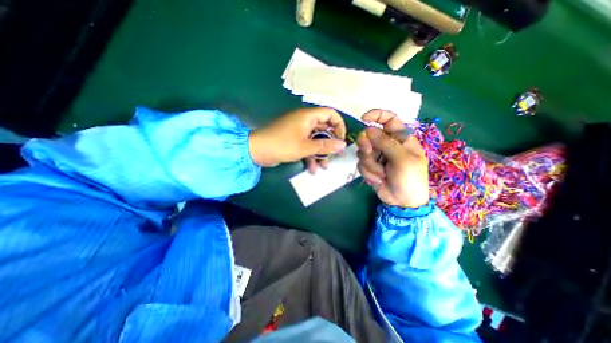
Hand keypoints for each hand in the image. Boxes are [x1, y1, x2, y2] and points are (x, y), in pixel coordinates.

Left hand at [246, 108, 342, 169]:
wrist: (257, 151)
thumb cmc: (282, 145)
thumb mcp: (306, 147)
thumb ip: (325, 146)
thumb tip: (343, 145)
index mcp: (308, 116)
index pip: (330, 114)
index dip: (339, 126)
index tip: (341, 140)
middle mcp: (305, 121)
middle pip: (324, 130)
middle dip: (330, 144)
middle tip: (336, 156)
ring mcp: (299, 131)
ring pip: (316, 140)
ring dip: (320, 153)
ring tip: (323, 167)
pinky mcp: (294, 140)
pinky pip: (307, 146)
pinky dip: (310, 155)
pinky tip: (312, 168)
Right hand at [354, 110, 427, 206]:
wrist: (403, 202)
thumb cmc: (410, 179)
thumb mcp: (402, 159)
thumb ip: (386, 143)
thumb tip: (369, 129)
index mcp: (401, 139)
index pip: (389, 119)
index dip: (377, 115)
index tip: (364, 119)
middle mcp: (387, 145)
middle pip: (369, 135)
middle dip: (367, 145)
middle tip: (369, 152)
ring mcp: (377, 156)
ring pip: (362, 150)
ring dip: (370, 163)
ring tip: (381, 173)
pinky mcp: (370, 166)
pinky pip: (361, 163)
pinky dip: (368, 171)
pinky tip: (378, 179)